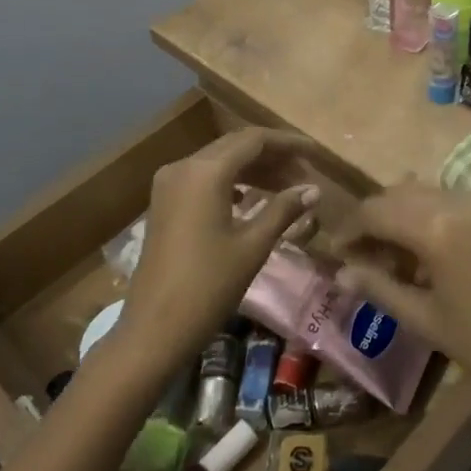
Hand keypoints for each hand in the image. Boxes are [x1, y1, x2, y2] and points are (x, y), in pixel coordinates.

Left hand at [118, 130, 325, 372]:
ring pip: (219, 161)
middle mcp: (183, 166)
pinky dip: (231, 181)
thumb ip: (283, 209)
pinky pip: (203, 178)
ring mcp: (169, 184)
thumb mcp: (252, 246)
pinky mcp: (164, 202)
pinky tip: (251, 198)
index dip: (288, 143)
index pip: (254, 140)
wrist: (154, 329)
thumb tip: (313, 189)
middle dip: (272, 156)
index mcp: (205, 171)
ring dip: (252, 169)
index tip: (315, 154)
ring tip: (286, 187)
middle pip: (235, 145)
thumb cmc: (208, 286)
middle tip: (305, 174)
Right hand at [331, 184, 470, 426]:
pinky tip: (435, 249)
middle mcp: (461, 200)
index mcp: (437, 228)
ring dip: (404, 214)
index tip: (338, 252)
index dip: (351, 229)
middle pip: (399, 194)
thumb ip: (379, 288)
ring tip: (398, 254)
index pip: (376, 211)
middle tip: (364, 255)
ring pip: (428, 192)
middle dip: (375, 219)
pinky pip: (457, 199)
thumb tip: (341, 273)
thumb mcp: (427, 321)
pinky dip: (435, 214)